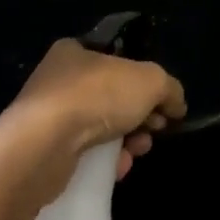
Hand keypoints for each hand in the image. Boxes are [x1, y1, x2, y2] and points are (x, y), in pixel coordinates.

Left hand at [0, 38, 187, 193]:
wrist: (43, 145)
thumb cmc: (96, 96)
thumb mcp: (149, 80)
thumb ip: (169, 88)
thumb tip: (176, 104)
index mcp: (75, 51)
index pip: (118, 61)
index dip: (144, 82)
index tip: (162, 104)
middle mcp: (58, 79)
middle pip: (113, 96)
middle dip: (140, 115)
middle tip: (155, 128)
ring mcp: (49, 116)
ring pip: (101, 127)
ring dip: (127, 140)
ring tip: (138, 150)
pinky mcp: (45, 151)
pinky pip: (84, 153)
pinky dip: (105, 160)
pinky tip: (117, 168)